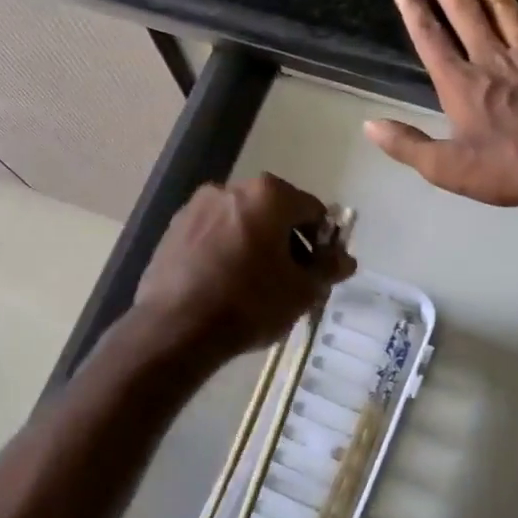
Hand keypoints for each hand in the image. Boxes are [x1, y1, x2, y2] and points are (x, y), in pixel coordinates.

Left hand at [135, 174, 355, 359]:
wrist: (177, 328)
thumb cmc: (250, 303)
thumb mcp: (302, 291)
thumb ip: (328, 269)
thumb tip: (345, 259)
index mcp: (268, 195)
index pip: (312, 210)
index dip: (323, 241)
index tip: (320, 270)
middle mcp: (231, 189)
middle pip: (274, 212)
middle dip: (288, 242)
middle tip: (292, 279)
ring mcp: (196, 207)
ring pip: (241, 223)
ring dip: (256, 246)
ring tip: (257, 286)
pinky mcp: (173, 230)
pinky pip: (213, 236)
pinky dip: (226, 252)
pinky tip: (226, 285)